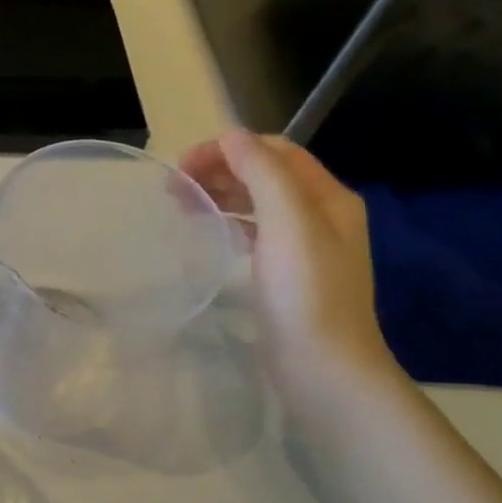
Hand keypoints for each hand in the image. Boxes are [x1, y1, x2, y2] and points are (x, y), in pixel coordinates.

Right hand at [180, 130, 396, 395]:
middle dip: (221, 170)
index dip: (229, 149)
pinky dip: (229, 222)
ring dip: (221, 194)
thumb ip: (263, 173)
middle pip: (266, 175)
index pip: (276, 152)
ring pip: (257, 204)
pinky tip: (208, 230)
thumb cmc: (305, 291)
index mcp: (328, 197)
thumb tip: (232, 136)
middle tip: (173, 185)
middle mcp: (320, 216)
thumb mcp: (288, 222)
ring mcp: (303, 247)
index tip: (184, 164)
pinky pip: (254, 233)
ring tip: (181, 204)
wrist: (322, 366)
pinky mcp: (285, 275)